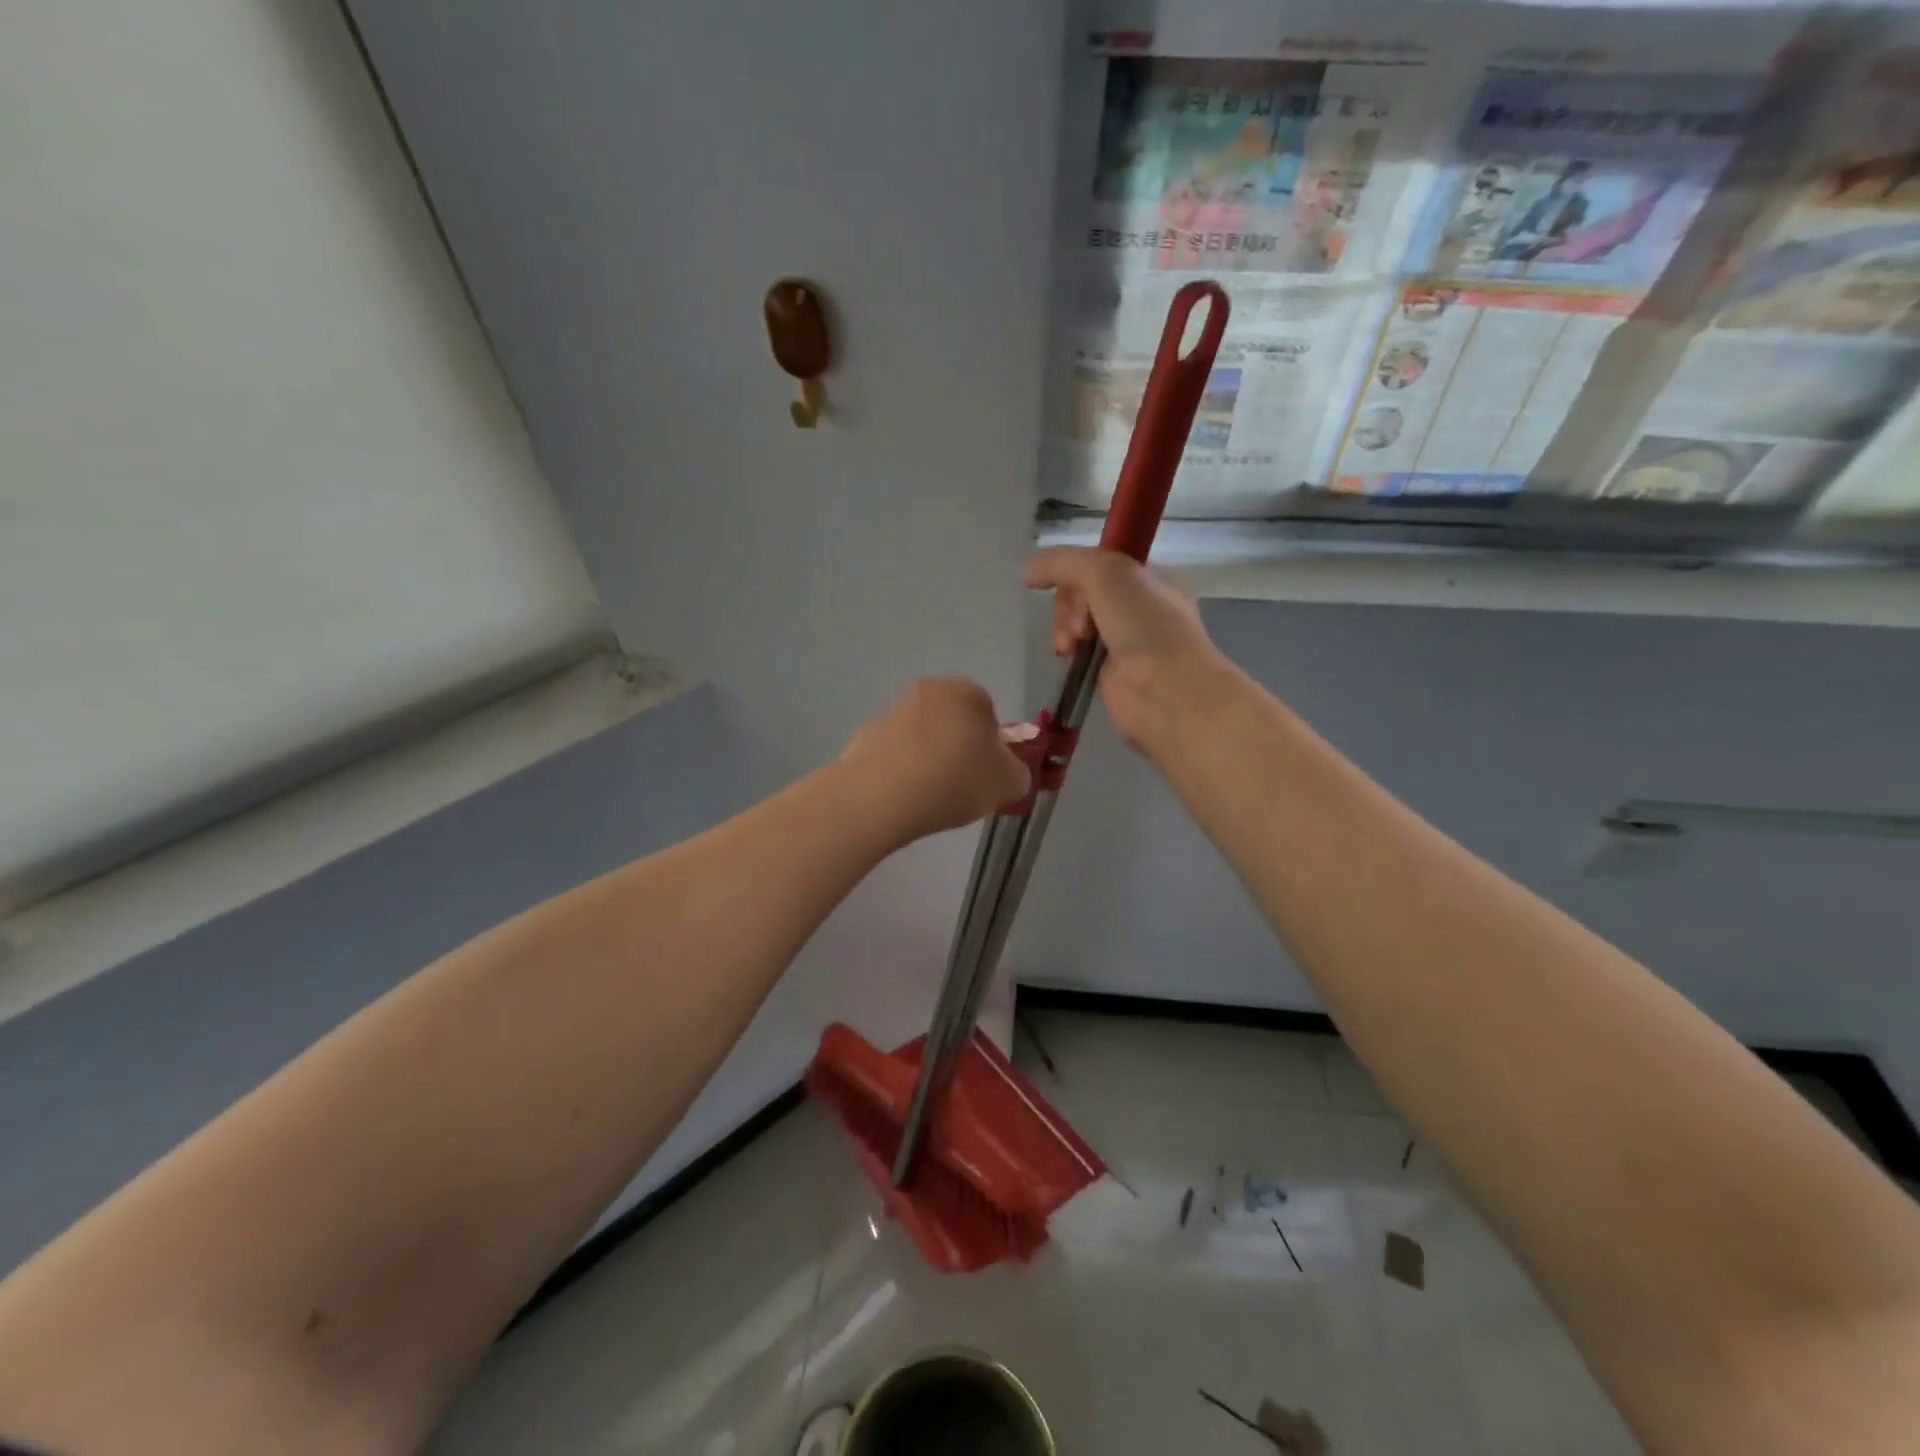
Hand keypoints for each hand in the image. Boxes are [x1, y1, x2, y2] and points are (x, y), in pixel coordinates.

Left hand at [840, 678, 1031, 843]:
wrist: (882, 796)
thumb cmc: (957, 779)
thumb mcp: (1010, 783)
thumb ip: (1019, 773)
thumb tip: (1009, 771)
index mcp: (967, 691)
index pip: (991, 715)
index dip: (996, 750)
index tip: (991, 778)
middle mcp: (928, 691)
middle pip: (956, 724)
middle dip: (962, 753)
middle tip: (966, 790)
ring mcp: (892, 712)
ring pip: (924, 739)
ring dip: (932, 763)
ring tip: (933, 800)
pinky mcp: (864, 737)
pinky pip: (896, 757)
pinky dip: (903, 774)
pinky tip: (905, 799)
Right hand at [1025, 547, 1226, 752]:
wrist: (1164, 689)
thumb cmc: (1143, 623)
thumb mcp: (1104, 572)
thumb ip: (1062, 562)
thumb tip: (1028, 573)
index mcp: (1150, 576)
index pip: (1099, 562)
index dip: (1076, 571)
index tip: (1067, 585)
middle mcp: (1140, 605)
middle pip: (1083, 592)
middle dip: (1070, 605)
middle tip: (1079, 625)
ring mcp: (1126, 640)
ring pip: (1078, 621)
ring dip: (1065, 628)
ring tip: (1071, 646)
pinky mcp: (1110, 671)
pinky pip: (1079, 651)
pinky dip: (1070, 652)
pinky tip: (1070, 657)